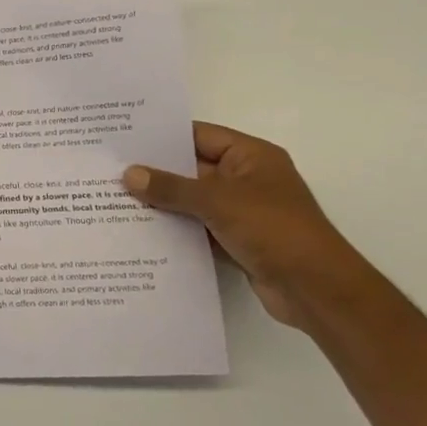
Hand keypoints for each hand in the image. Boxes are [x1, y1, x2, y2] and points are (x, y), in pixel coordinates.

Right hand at [122, 122, 375, 329]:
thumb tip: (129, 174)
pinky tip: (139, 230)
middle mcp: (246, 179)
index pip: (199, 136)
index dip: (163, 136)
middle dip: (155, 171)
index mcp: (251, 156)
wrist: (316, 289)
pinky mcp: (236, 240)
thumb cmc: (274, 230)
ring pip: (192, 200)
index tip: (124, 138)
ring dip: (162, 203)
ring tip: (115, 199)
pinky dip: (174, 228)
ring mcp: (241, 211)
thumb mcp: (218, 202)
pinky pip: (197, 227)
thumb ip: (171, 188)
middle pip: (192, 168)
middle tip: (110, 169)